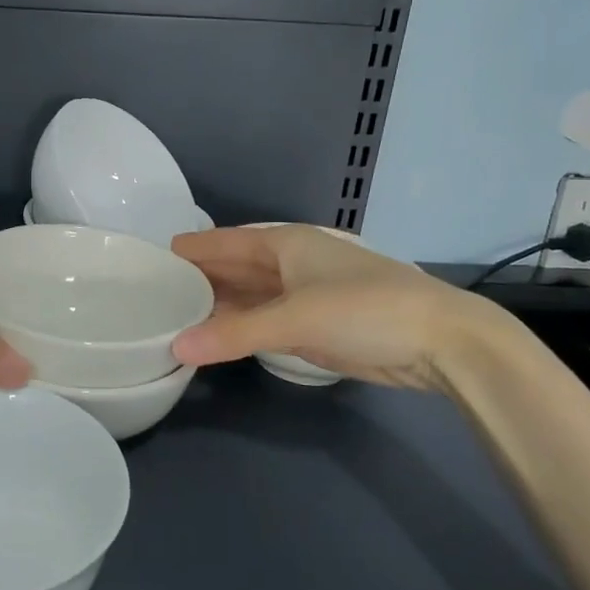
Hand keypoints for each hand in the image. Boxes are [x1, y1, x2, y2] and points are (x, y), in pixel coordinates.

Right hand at [169, 225, 509, 393]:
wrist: (441, 341)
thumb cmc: (365, 309)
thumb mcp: (295, 318)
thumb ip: (234, 334)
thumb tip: (176, 347)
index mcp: (283, 244)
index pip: (223, 242)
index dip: (189, 249)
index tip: (148, 260)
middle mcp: (288, 263)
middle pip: (232, 268)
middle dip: (197, 280)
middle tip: (150, 294)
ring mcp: (302, 296)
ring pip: (248, 297)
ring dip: (216, 307)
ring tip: (171, 318)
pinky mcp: (314, 327)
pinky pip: (263, 322)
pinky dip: (239, 328)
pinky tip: (214, 337)